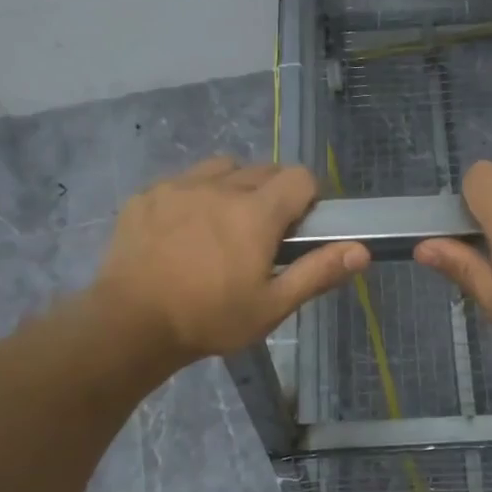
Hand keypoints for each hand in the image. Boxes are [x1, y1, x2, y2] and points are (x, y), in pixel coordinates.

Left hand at [92, 158, 367, 367]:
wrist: (130, 323)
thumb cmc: (209, 319)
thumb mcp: (272, 306)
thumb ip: (318, 273)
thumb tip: (362, 250)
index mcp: (256, 212)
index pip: (300, 177)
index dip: (308, 198)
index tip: (299, 228)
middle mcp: (220, 187)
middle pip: (262, 169)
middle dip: (272, 194)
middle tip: (263, 236)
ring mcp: (178, 186)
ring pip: (221, 168)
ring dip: (233, 187)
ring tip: (223, 224)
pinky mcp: (146, 195)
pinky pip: (182, 181)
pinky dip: (194, 196)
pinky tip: (183, 231)